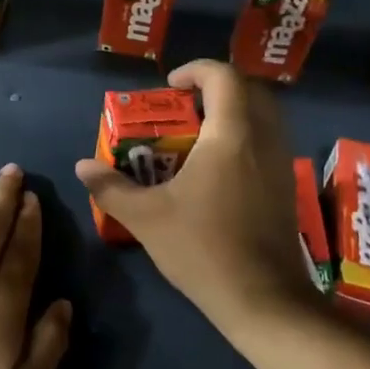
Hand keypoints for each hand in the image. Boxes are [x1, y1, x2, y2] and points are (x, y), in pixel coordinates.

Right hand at [75, 59, 317, 335]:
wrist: (262, 298)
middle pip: (249, 89)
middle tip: (184, 107)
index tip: (170, 86)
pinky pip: (269, 141)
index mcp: (231, 135)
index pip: (223, 77)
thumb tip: (82, 166)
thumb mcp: (146, 217)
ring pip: (265, 115)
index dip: (196, 70)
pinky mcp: (287, 186)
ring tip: (198, 136)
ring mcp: (281, 163)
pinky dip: (246, 136)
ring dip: (234, 112)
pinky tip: (218, 169)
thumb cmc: (203, 248)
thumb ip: (111, 187)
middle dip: (216, 88)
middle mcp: (263, 139)